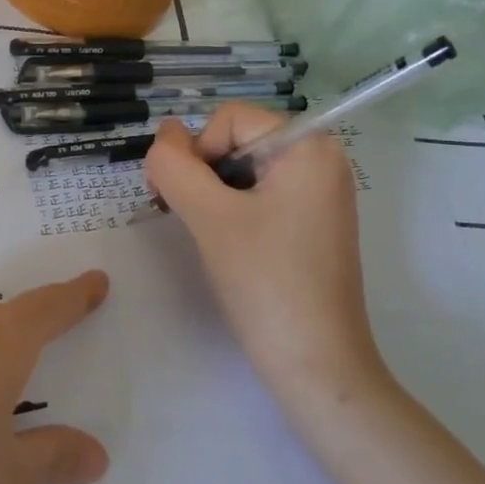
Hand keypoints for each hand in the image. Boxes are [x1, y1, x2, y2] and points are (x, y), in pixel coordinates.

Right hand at [146, 106, 390, 413]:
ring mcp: (319, 195)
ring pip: (245, 171)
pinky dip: (233, 211)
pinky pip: (261, 197)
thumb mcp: (209, 217)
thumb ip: (175, 167)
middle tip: (185, 217)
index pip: (231, 119)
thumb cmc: (265, 282)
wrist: (315, 364)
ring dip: (213, 194)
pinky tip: (226, 245)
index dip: (197, 151)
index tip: (184, 200)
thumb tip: (162, 134)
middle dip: (203, 173)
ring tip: (206, 235)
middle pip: (239, 141)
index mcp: (309, 147)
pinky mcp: (312, 225)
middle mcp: (322, 161)